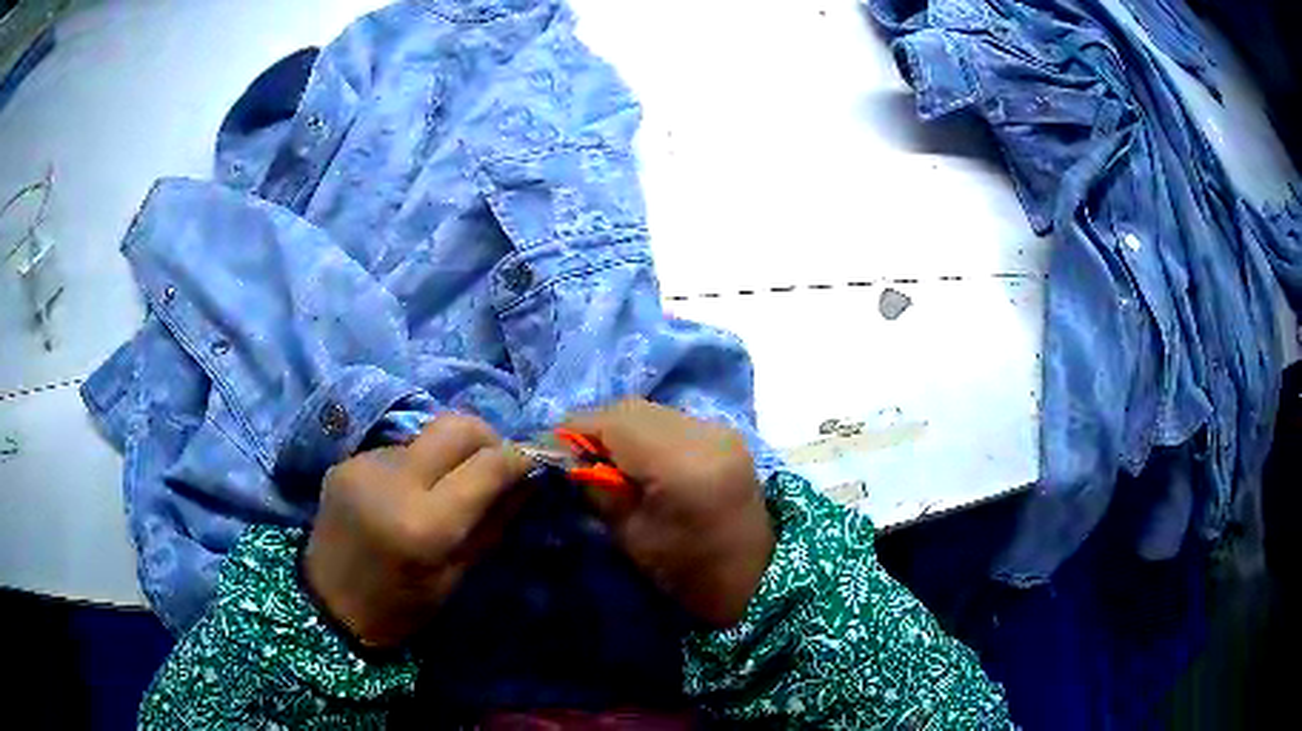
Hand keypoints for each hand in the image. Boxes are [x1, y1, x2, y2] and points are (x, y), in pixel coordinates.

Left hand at [304, 414, 532, 648]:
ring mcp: (365, 465)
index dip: (520, 456)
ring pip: (426, 436)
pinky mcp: (347, 461)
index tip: (537, 460)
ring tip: (446, 487)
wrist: (327, 605)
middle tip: (497, 463)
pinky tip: (409, 494)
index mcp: (425, 524)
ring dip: (448, 455)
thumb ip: (493, 523)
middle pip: (456, 425)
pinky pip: (398, 450)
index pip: (487, 465)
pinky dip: (417, 465)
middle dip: (487, 437)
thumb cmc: (399, 608)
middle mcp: (393, 481)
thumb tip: (528, 481)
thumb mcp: (455, 577)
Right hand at [564, 399, 774, 626]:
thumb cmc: (689, 572)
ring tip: (603, 459)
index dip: (575, 430)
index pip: (614, 422)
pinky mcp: (724, 436)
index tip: (550, 449)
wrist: (755, 579)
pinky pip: (671, 421)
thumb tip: (566, 459)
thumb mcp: (632, 536)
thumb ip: (598, 488)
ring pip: (651, 411)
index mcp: (682, 463)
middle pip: (632, 408)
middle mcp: (704, 433)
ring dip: (620, 427)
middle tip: (574, 457)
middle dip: (596, 427)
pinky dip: (645, 432)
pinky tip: (637, 459)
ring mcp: (719, 431)